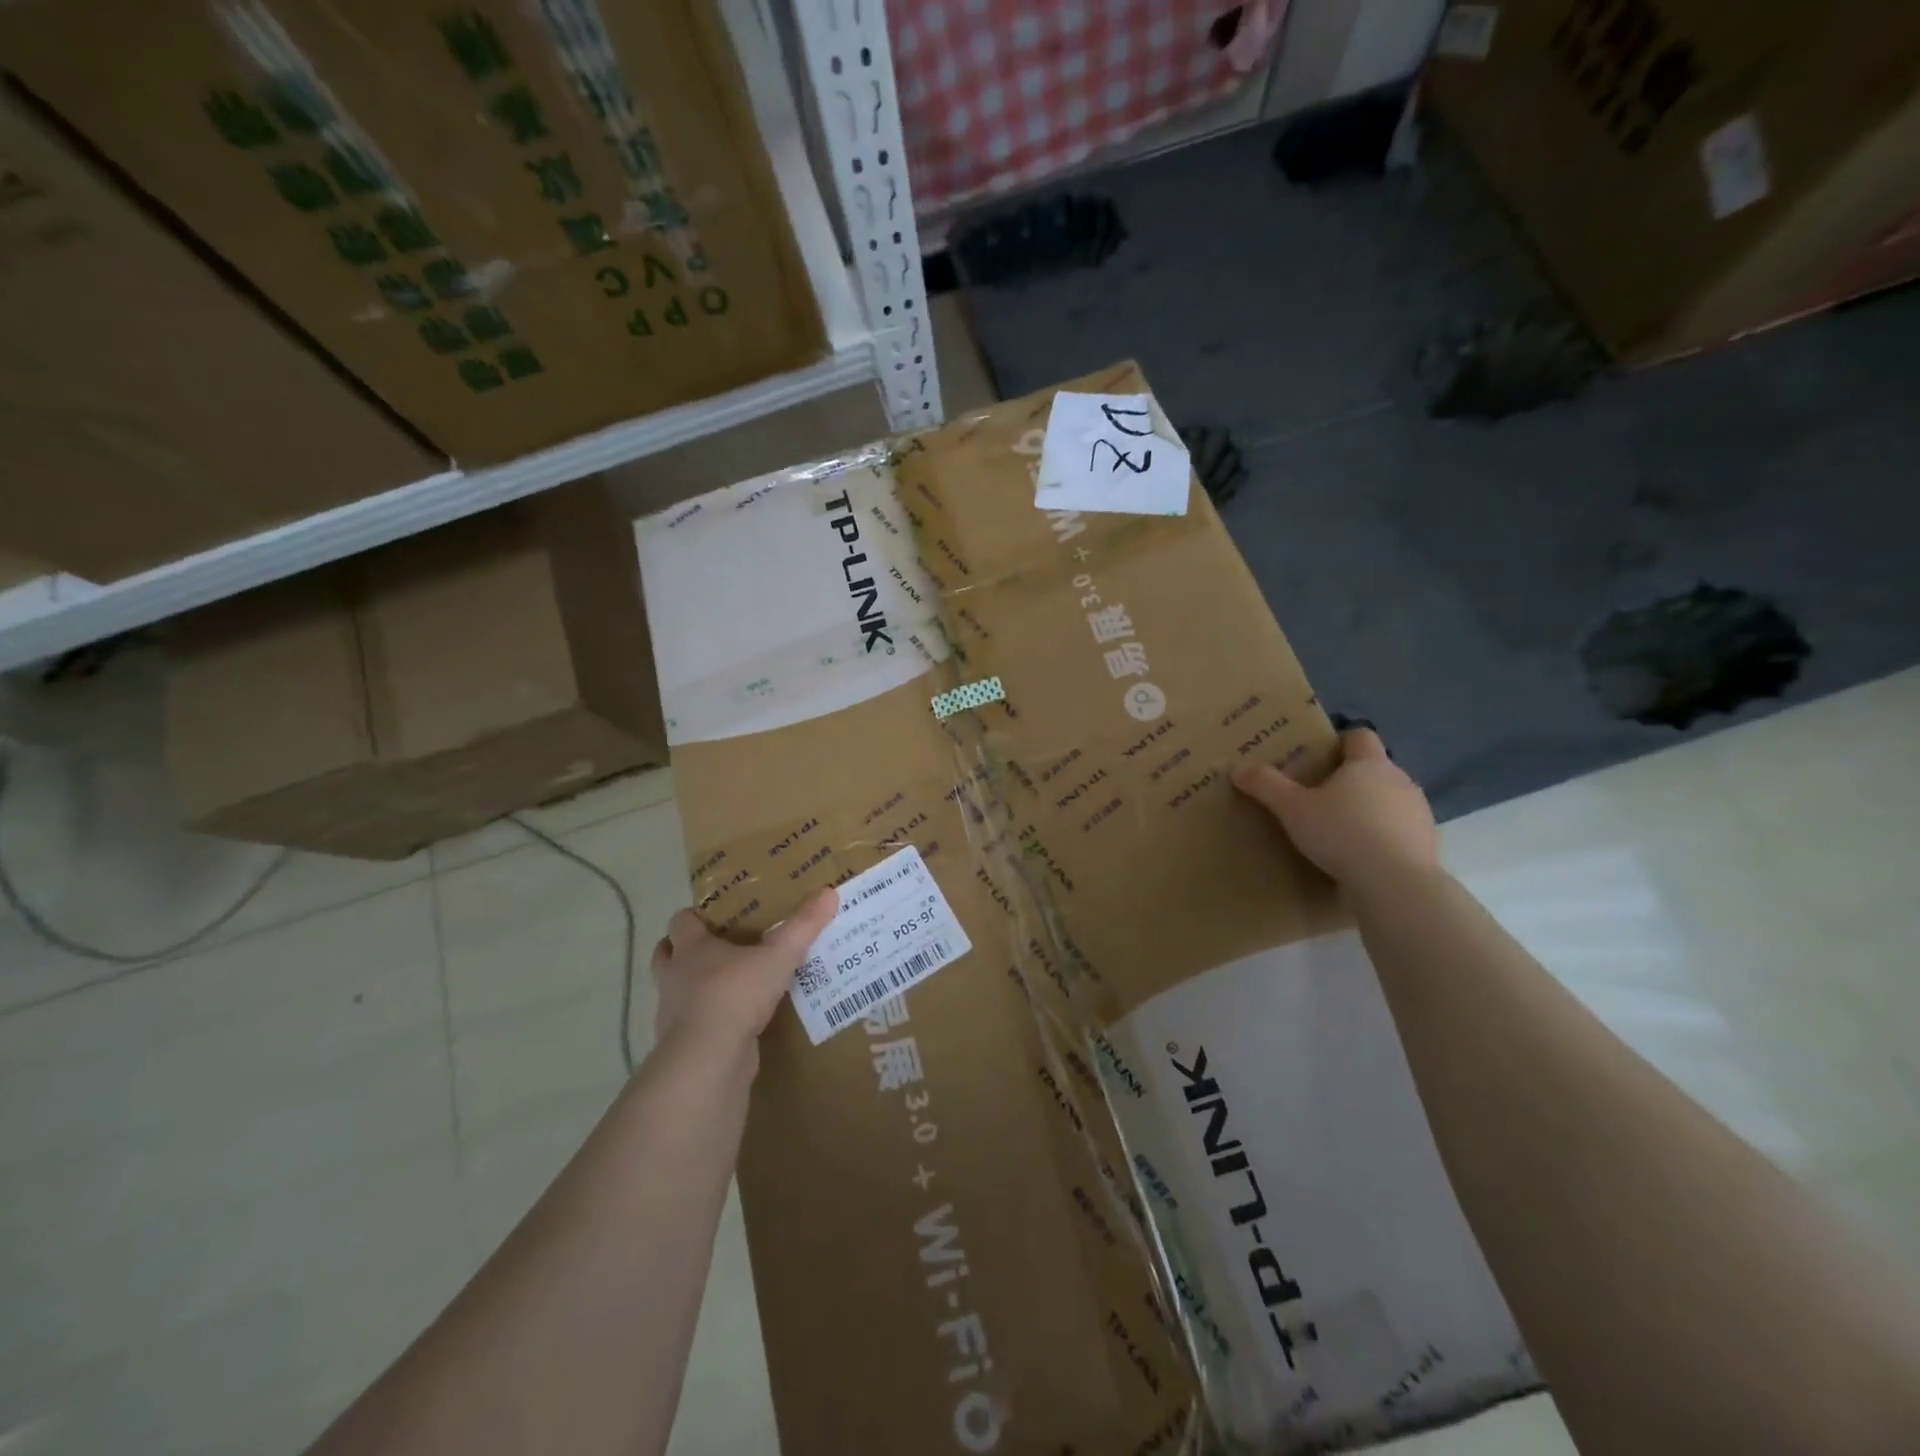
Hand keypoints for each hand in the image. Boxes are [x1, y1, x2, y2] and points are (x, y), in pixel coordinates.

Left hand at [651, 889, 838, 1056]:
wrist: (708, 1060)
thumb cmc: (735, 995)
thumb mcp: (778, 957)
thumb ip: (802, 927)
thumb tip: (829, 893)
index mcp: (691, 949)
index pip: (680, 922)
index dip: (694, 917)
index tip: (715, 917)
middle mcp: (675, 977)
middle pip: (665, 955)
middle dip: (682, 950)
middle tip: (715, 948)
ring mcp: (673, 1014)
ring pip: (675, 992)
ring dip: (693, 988)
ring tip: (727, 986)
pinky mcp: (683, 1045)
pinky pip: (693, 1026)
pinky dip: (707, 1022)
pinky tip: (733, 1024)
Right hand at [1231, 728, 1437, 888]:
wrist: (1395, 884)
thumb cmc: (1341, 833)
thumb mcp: (1292, 809)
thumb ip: (1266, 785)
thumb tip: (1238, 768)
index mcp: (1369, 764)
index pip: (1360, 736)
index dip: (1341, 742)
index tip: (1320, 757)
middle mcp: (1400, 780)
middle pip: (1375, 769)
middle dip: (1351, 779)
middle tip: (1320, 797)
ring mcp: (1419, 813)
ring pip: (1390, 800)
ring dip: (1370, 809)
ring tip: (1340, 830)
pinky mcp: (1427, 843)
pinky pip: (1400, 831)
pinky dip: (1384, 837)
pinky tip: (1362, 856)